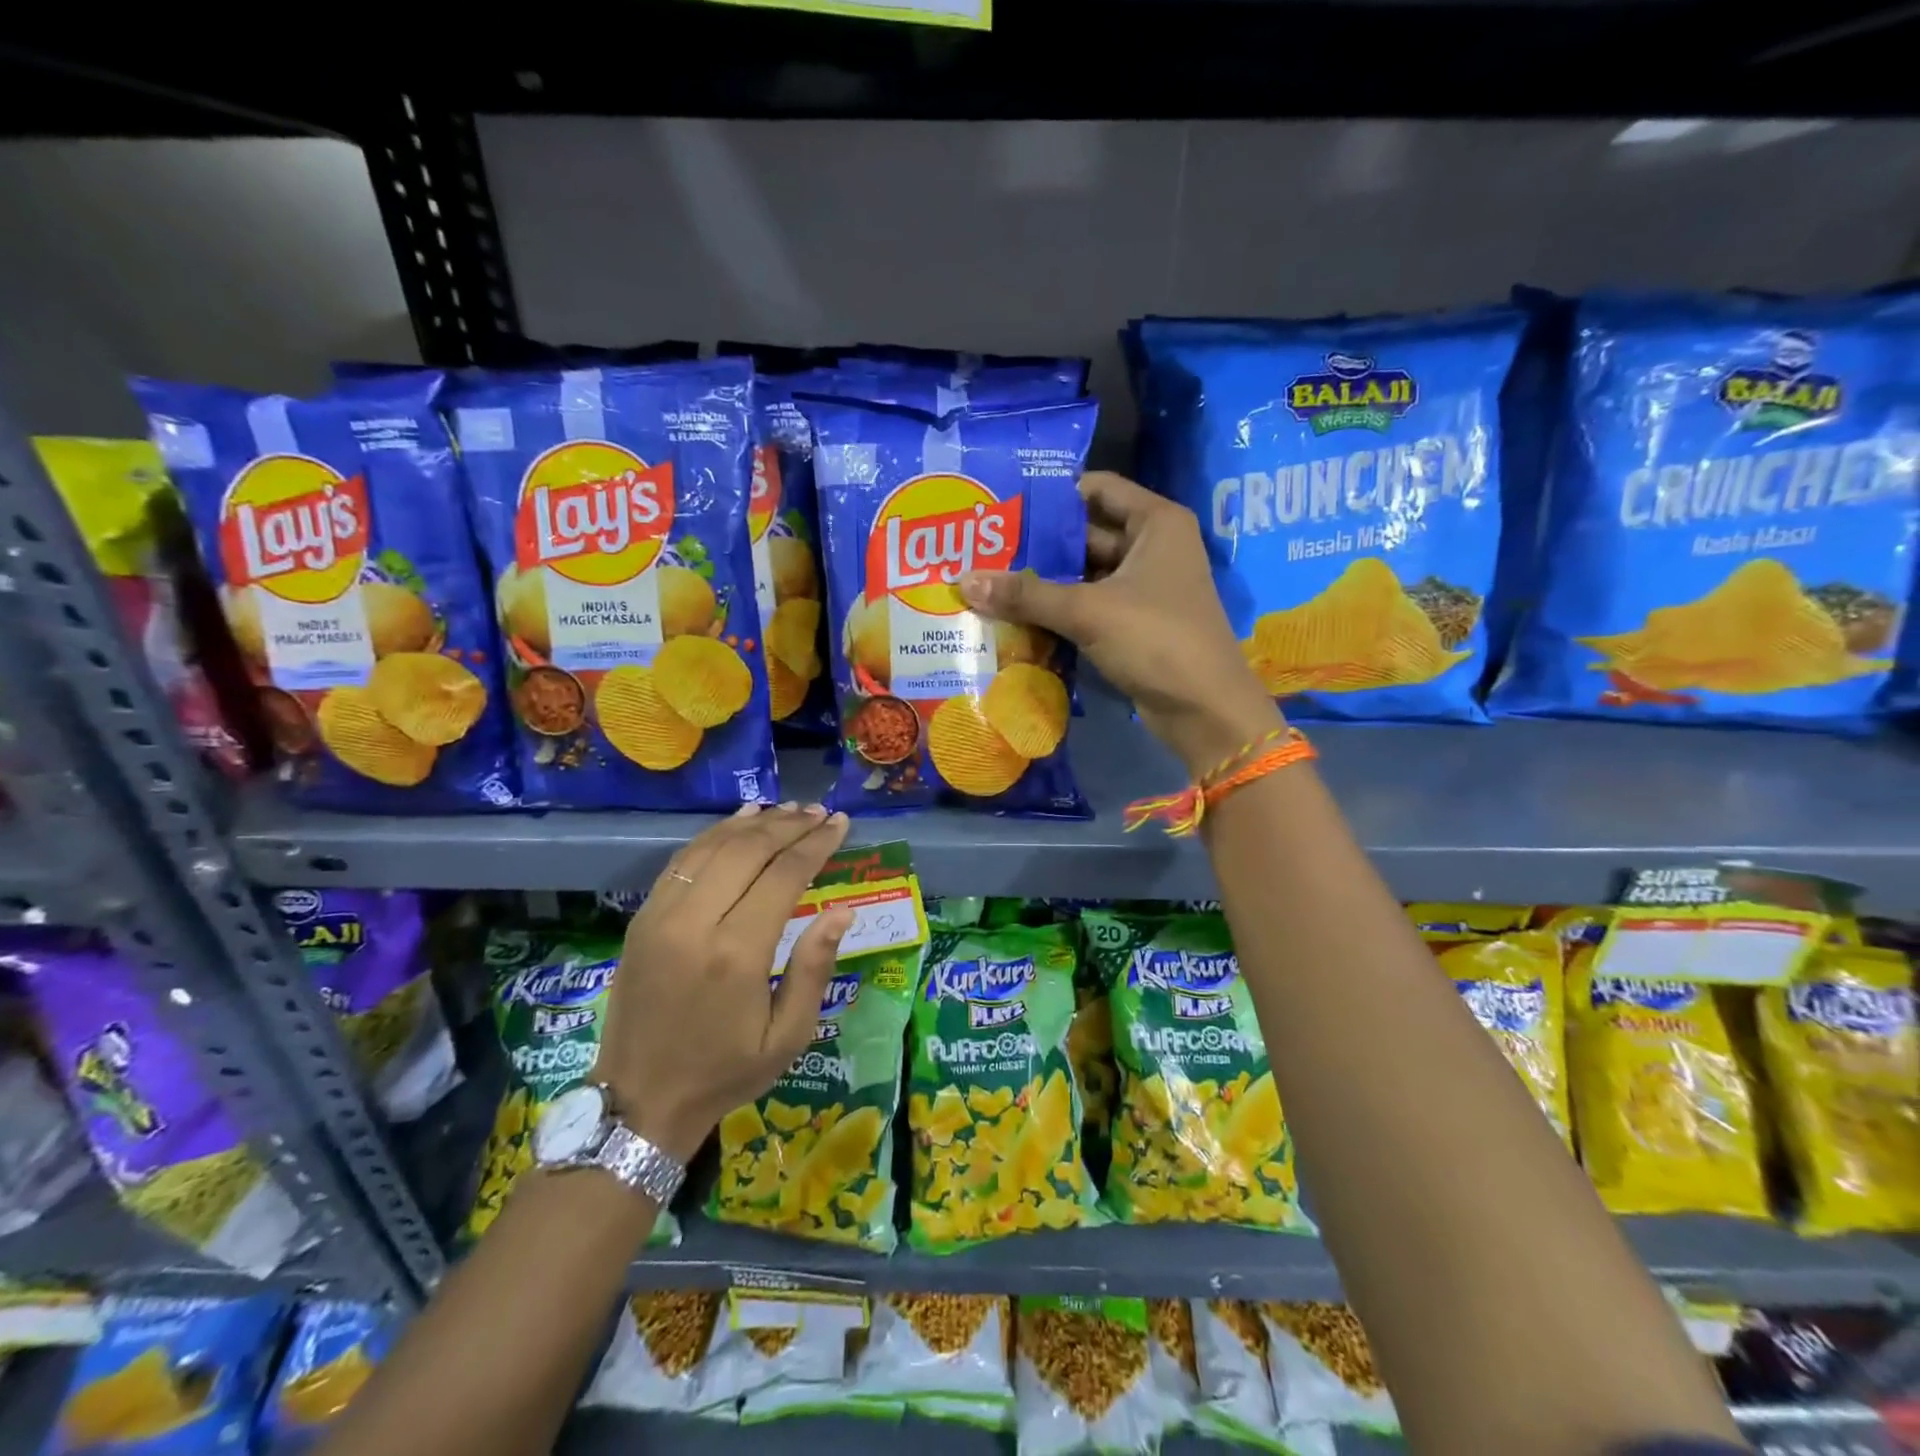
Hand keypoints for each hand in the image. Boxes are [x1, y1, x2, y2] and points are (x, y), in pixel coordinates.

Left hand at [593, 803, 854, 1163]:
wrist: (639, 1101)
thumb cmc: (725, 1072)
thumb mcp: (787, 1036)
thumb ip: (814, 967)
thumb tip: (842, 911)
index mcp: (737, 954)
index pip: (784, 876)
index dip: (816, 844)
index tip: (840, 823)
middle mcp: (695, 923)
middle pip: (748, 851)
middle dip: (789, 825)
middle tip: (819, 812)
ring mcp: (661, 916)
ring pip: (713, 847)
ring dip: (753, 823)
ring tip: (788, 809)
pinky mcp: (642, 918)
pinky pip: (683, 861)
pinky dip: (715, 834)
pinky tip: (740, 821)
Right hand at [959, 471, 1281, 774]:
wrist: (1204, 710)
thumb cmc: (1156, 640)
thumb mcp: (1088, 611)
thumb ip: (1027, 595)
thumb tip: (964, 581)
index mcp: (1155, 523)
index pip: (1096, 489)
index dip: (1051, 496)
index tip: (1004, 507)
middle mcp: (1151, 547)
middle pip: (1085, 534)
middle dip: (1038, 547)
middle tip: (983, 551)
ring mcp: (1143, 588)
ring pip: (1084, 575)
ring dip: (1043, 583)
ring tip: (989, 583)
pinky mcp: (1133, 624)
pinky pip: (1088, 606)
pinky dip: (1058, 611)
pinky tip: (1015, 617)